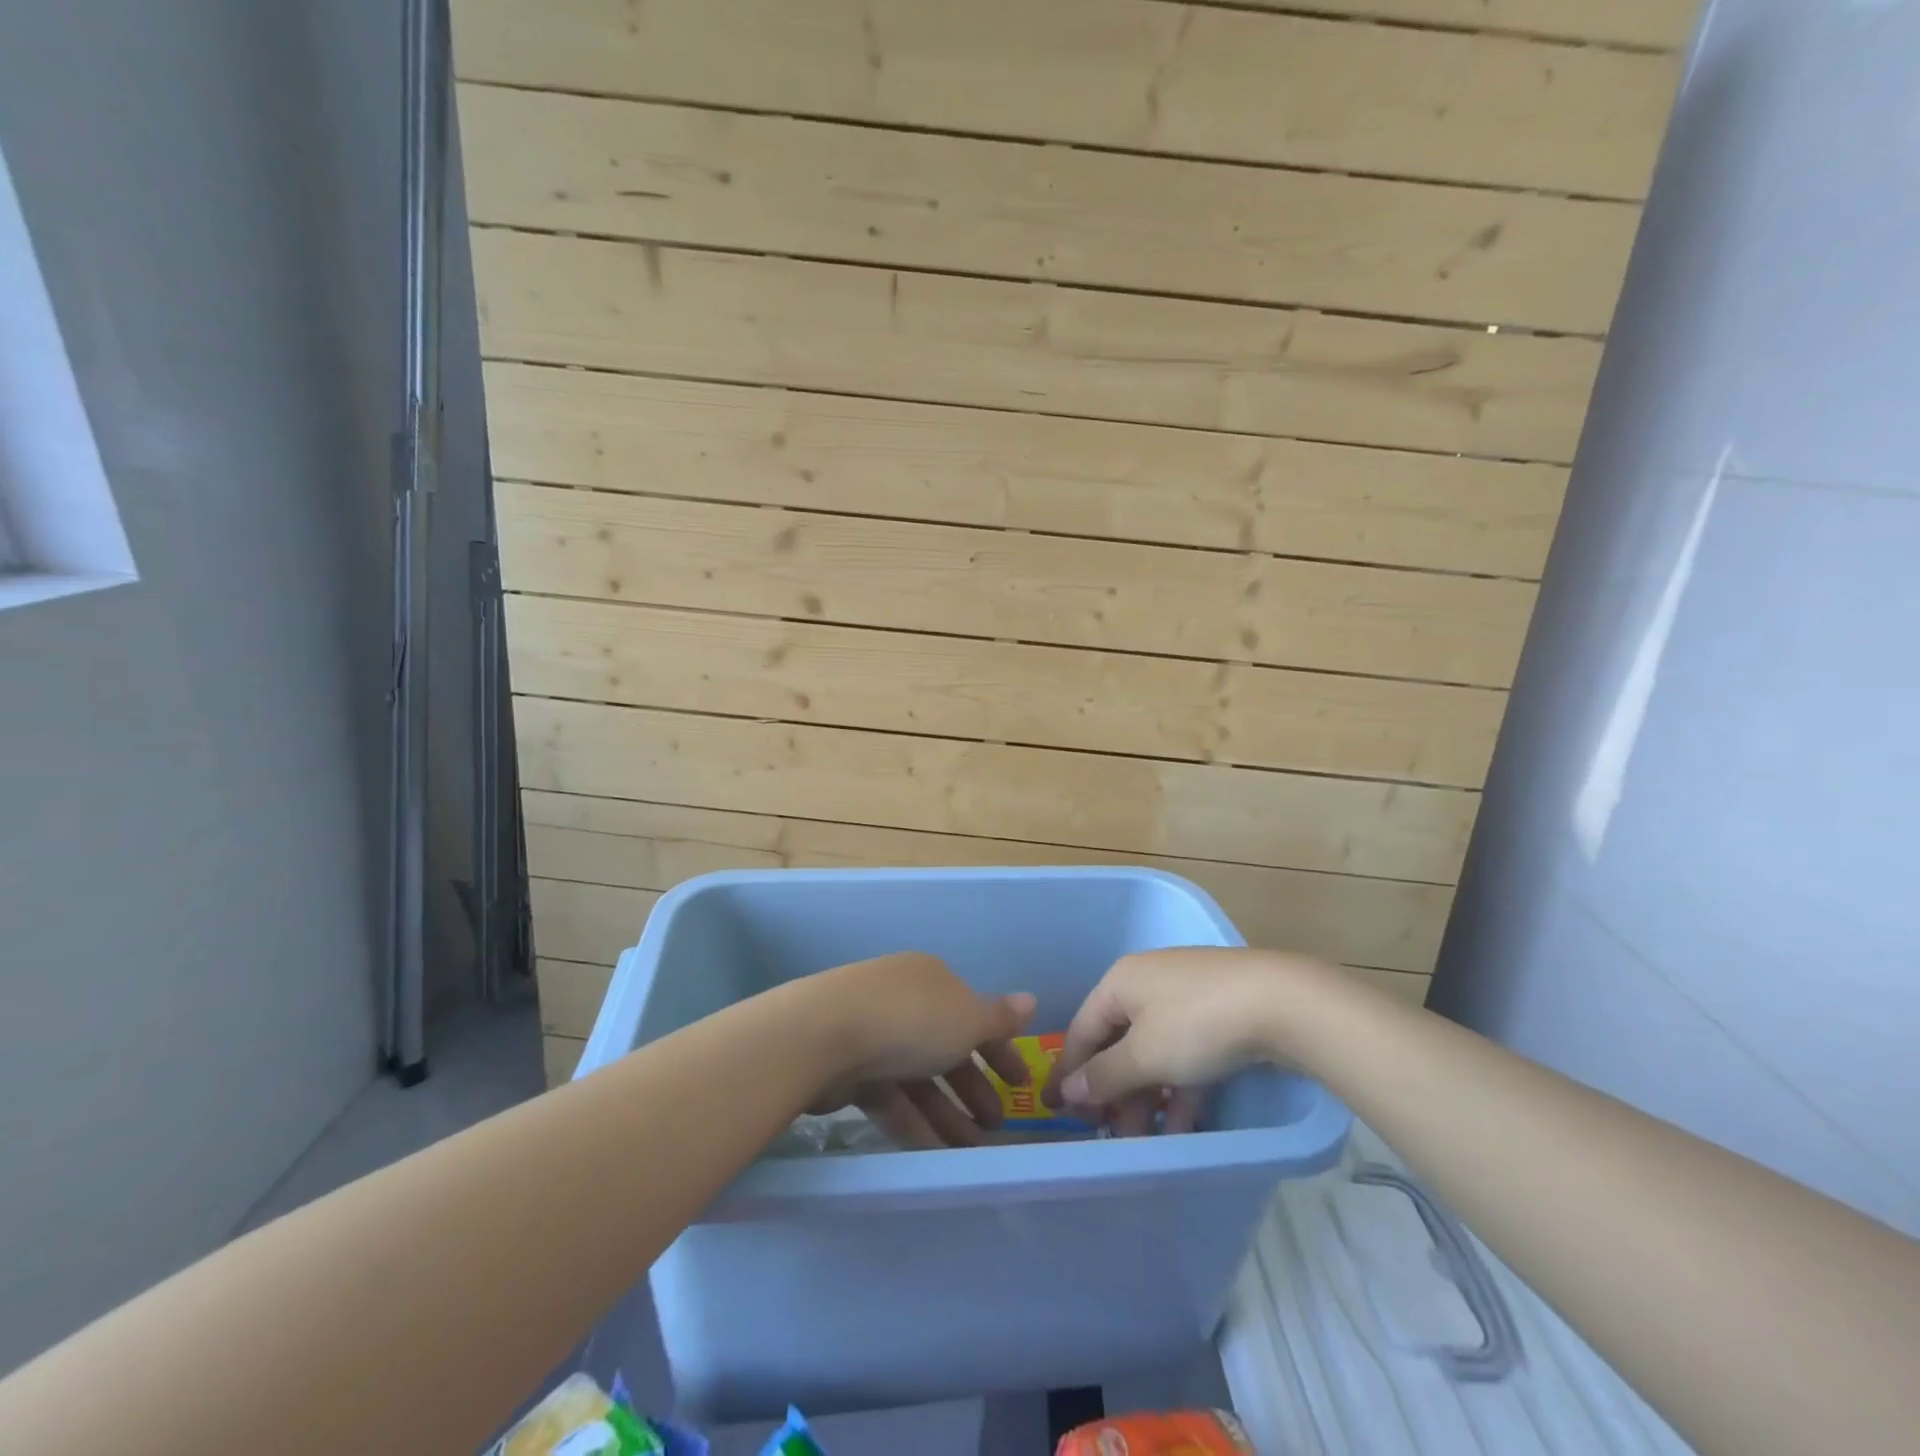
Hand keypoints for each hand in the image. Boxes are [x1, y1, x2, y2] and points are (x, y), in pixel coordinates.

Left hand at [809, 952, 1036, 1149]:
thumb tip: (1030, 1001)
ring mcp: (872, 1033)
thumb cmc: (910, 1021)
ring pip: (918, 1077)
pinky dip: (913, 1122)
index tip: (1019, 1084)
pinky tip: (934, 1153)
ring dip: (947, 1113)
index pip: (973, 1014)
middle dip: (973, 1088)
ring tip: (971, 1152)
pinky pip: (890, 1096)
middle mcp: (903, 1000)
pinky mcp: (847, 1067)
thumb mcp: (967, 1020)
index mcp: (931, 979)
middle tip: (996, 1126)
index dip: (999, 1050)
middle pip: (945, 1047)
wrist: (823, 1035)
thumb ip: (999, 1019)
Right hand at [1044, 947, 1333, 1133]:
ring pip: (1153, 1052)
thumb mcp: (1145, 1055)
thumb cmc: (1197, 1024)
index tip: (1060, 1111)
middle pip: (1118, 1042)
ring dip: (1146, 1097)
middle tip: (1109, 1133)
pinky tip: (1183, 1127)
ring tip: (1145, 1141)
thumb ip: (1104, 1075)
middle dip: (1114, 1092)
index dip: (1070, 1072)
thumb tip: (1068, 1090)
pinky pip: (1184, 1054)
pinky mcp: (1217, 1015)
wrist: (1281, 1002)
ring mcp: (1185, 997)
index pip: (1082, 1029)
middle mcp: (1147, 983)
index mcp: (1121, 981)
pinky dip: (1179, 1088)